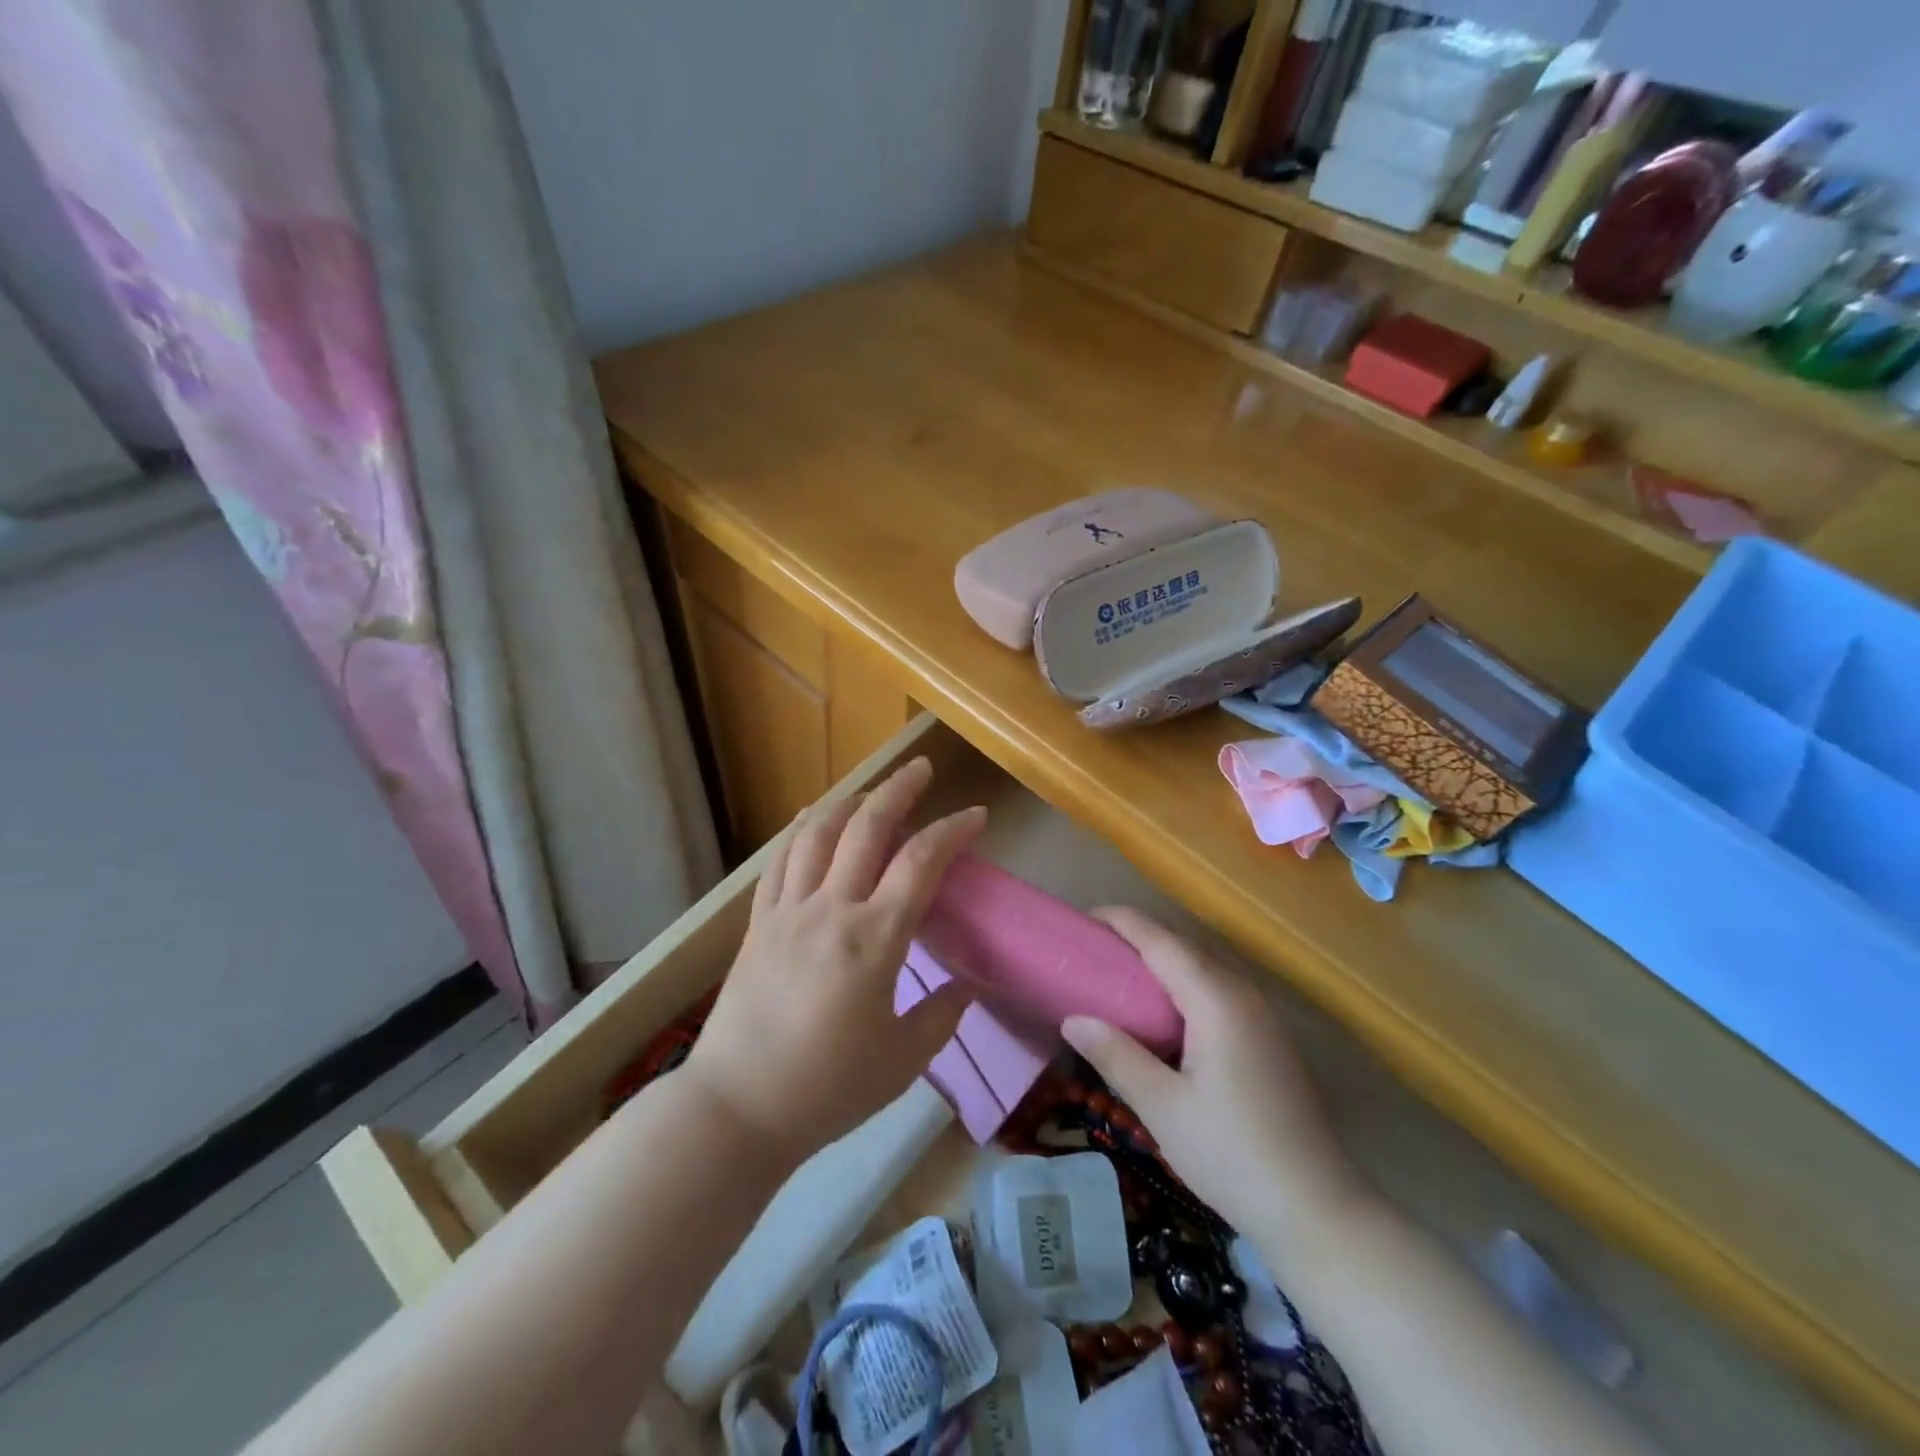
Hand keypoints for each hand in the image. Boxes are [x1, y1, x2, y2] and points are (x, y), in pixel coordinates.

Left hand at [683, 757, 985, 1163]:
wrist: (738, 1108)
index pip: (921, 863)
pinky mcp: (758, 924)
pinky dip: (800, 831)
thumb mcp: (903, 1061)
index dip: (953, 831)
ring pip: (818, 833)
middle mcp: (831, 910)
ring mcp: (788, 912)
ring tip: (871, 789)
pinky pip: (780, 861)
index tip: (977, 816)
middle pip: (867, 828)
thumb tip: (965, 986)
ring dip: (850, 801)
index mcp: (874, 939)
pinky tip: (811, 818)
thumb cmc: (828, 1089)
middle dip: (899, 789)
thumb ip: (941, 1016)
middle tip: (923, 768)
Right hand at [1061, 907, 1370, 1242]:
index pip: (1161, 941)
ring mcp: (1261, 1016)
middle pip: (1183, 947)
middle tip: (1091, 951)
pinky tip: (1162, 1016)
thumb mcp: (1162, 1107)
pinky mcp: (1267, 1038)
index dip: (1122, 922)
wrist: (1317, 1210)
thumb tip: (1073, 1020)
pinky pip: (1217, 991)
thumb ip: (1117, 1055)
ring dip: (1161, 962)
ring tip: (1118, 975)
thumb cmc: (1232, 1155)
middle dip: (1137, 939)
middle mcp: (1242, 994)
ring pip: (1203, 969)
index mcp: (1215, 999)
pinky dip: (1182, 986)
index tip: (1083, 918)